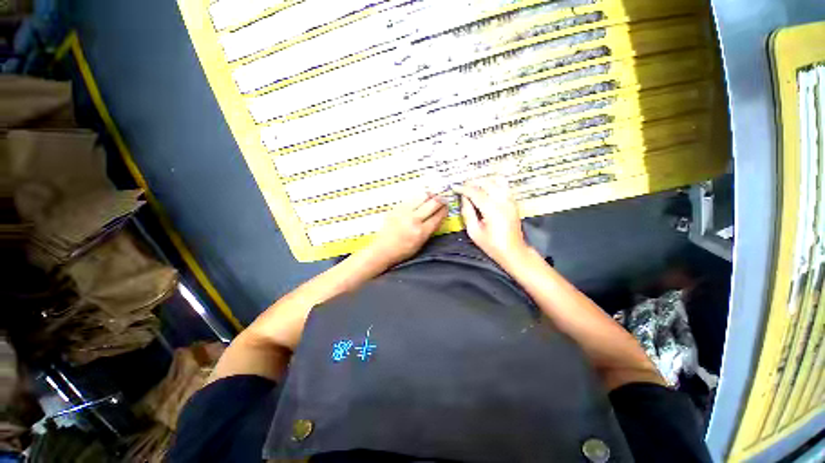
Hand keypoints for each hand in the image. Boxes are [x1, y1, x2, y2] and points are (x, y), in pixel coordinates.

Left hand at [364, 191, 447, 266]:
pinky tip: (420, 198)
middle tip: (443, 198)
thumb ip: (430, 229)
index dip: (444, 210)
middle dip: (440, 200)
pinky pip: (411, 199)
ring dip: (430, 195)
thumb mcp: (421, 243)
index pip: (438, 216)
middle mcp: (413, 220)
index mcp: (421, 232)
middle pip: (432, 203)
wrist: (383, 249)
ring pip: (421, 197)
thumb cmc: (403, 250)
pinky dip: (418, 197)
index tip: (447, 206)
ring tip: (433, 194)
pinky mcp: (396, 208)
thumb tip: (438, 216)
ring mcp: (404, 212)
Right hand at [455, 177, 528, 264]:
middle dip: (473, 183)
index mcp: (492, 210)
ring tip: (474, 186)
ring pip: (497, 181)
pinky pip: (504, 186)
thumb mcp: (474, 232)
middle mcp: (503, 201)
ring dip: (484, 181)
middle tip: (463, 187)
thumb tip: (464, 198)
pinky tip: (485, 190)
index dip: (464, 189)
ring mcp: (510, 200)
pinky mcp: (514, 202)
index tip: (455, 188)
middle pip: (487, 183)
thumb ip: (467, 213)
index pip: (475, 192)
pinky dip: (493, 184)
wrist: (513, 251)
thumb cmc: (492, 245)